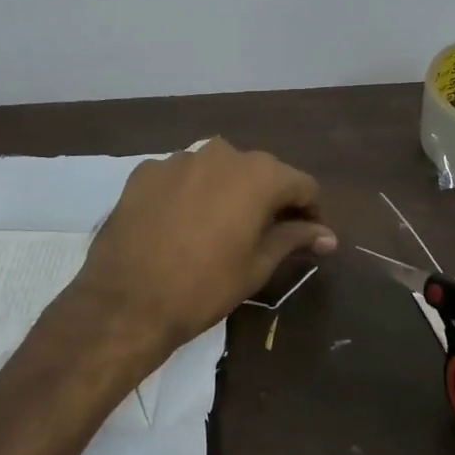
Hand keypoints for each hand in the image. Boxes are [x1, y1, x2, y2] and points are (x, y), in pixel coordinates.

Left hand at [67, 139, 336, 359]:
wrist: (126, 300)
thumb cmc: (204, 286)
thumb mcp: (258, 265)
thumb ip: (295, 239)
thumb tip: (328, 236)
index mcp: (259, 174)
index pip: (302, 184)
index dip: (311, 211)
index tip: (310, 236)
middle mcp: (222, 154)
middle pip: (260, 172)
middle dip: (269, 199)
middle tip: (267, 234)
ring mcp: (179, 159)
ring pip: (218, 171)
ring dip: (228, 192)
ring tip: (220, 228)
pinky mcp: (145, 171)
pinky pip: (181, 177)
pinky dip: (190, 193)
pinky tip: (181, 224)